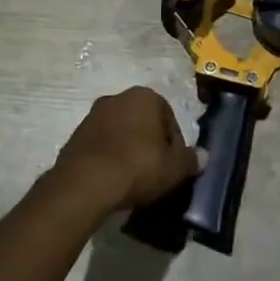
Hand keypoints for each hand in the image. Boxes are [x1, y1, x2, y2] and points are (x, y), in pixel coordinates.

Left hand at [51, 86, 203, 212]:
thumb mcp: (173, 168)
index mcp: (145, 96)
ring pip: (121, 131)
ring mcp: (93, 115)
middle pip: (143, 121)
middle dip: (150, 142)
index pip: (169, 117)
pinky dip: (109, 157)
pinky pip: (101, 144)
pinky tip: (112, 179)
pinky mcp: (75, 135)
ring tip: (132, 178)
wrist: (85, 183)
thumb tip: (204, 156)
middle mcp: (118, 97)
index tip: (172, 165)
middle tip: (155, 170)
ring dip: (128, 149)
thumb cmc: (137, 166)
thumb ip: (190, 160)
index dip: (174, 143)